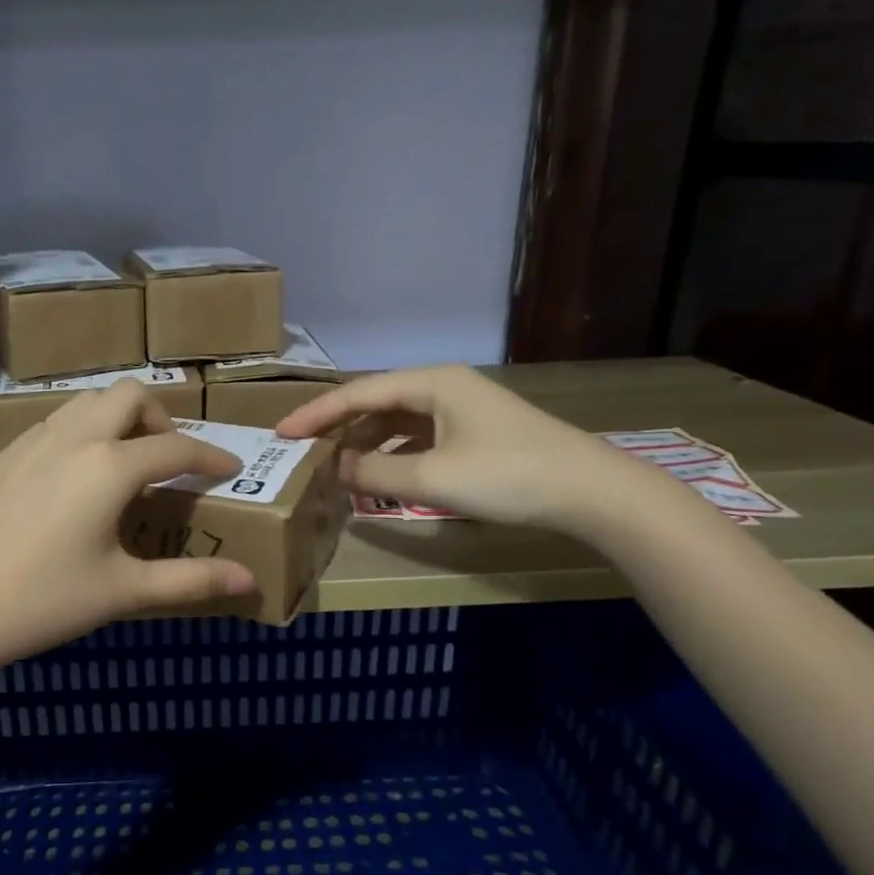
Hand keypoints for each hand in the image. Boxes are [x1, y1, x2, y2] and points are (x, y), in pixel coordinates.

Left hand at [0, 380, 256, 674]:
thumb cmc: (42, 602)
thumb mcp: (123, 592)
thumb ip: (192, 582)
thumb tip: (250, 581)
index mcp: (109, 467)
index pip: (176, 449)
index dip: (211, 458)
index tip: (230, 470)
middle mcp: (73, 438)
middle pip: (128, 395)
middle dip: (159, 419)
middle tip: (167, 462)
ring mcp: (30, 442)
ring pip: (85, 403)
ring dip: (116, 420)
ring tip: (122, 466)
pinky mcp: (0, 456)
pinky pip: (53, 424)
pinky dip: (80, 435)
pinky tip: (71, 482)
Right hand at [274, 365, 646, 532]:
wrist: (592, 492)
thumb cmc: (508, 475)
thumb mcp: (432, 477)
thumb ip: (374, 473)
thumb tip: (334, 470)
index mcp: (431, 382)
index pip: (358, 393)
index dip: (316, 414)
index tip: (281, 434)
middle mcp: (443, 387)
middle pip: (376, 403)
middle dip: (338, 429)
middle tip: (302, 452)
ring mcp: (462, 410)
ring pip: (397, 422)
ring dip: (365, 444)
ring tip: (334, 469)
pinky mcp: (475, 434)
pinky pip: (418, 438)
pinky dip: (393, 455)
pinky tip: (381, 476)